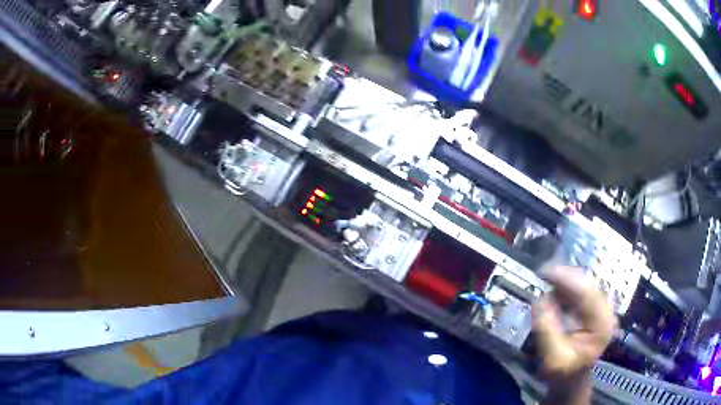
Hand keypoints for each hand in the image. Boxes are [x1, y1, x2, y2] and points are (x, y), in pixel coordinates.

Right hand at [533, 266, 616, 404]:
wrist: (572, 379)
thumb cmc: (563, 373)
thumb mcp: (552, 358)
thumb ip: (547, 331)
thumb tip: (538, 300)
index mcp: (602, 325)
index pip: (587, 294)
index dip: (566, 280)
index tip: (545, 273)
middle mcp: (606, 311)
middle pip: (587, 284)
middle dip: (564, 278)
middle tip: (542, 276)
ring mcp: (602, 308)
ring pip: (583, 284)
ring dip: (564, 282)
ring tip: (545, 285)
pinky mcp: (595, 307)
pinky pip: (581, 290)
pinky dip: (566, 288)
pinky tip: (554, 293)